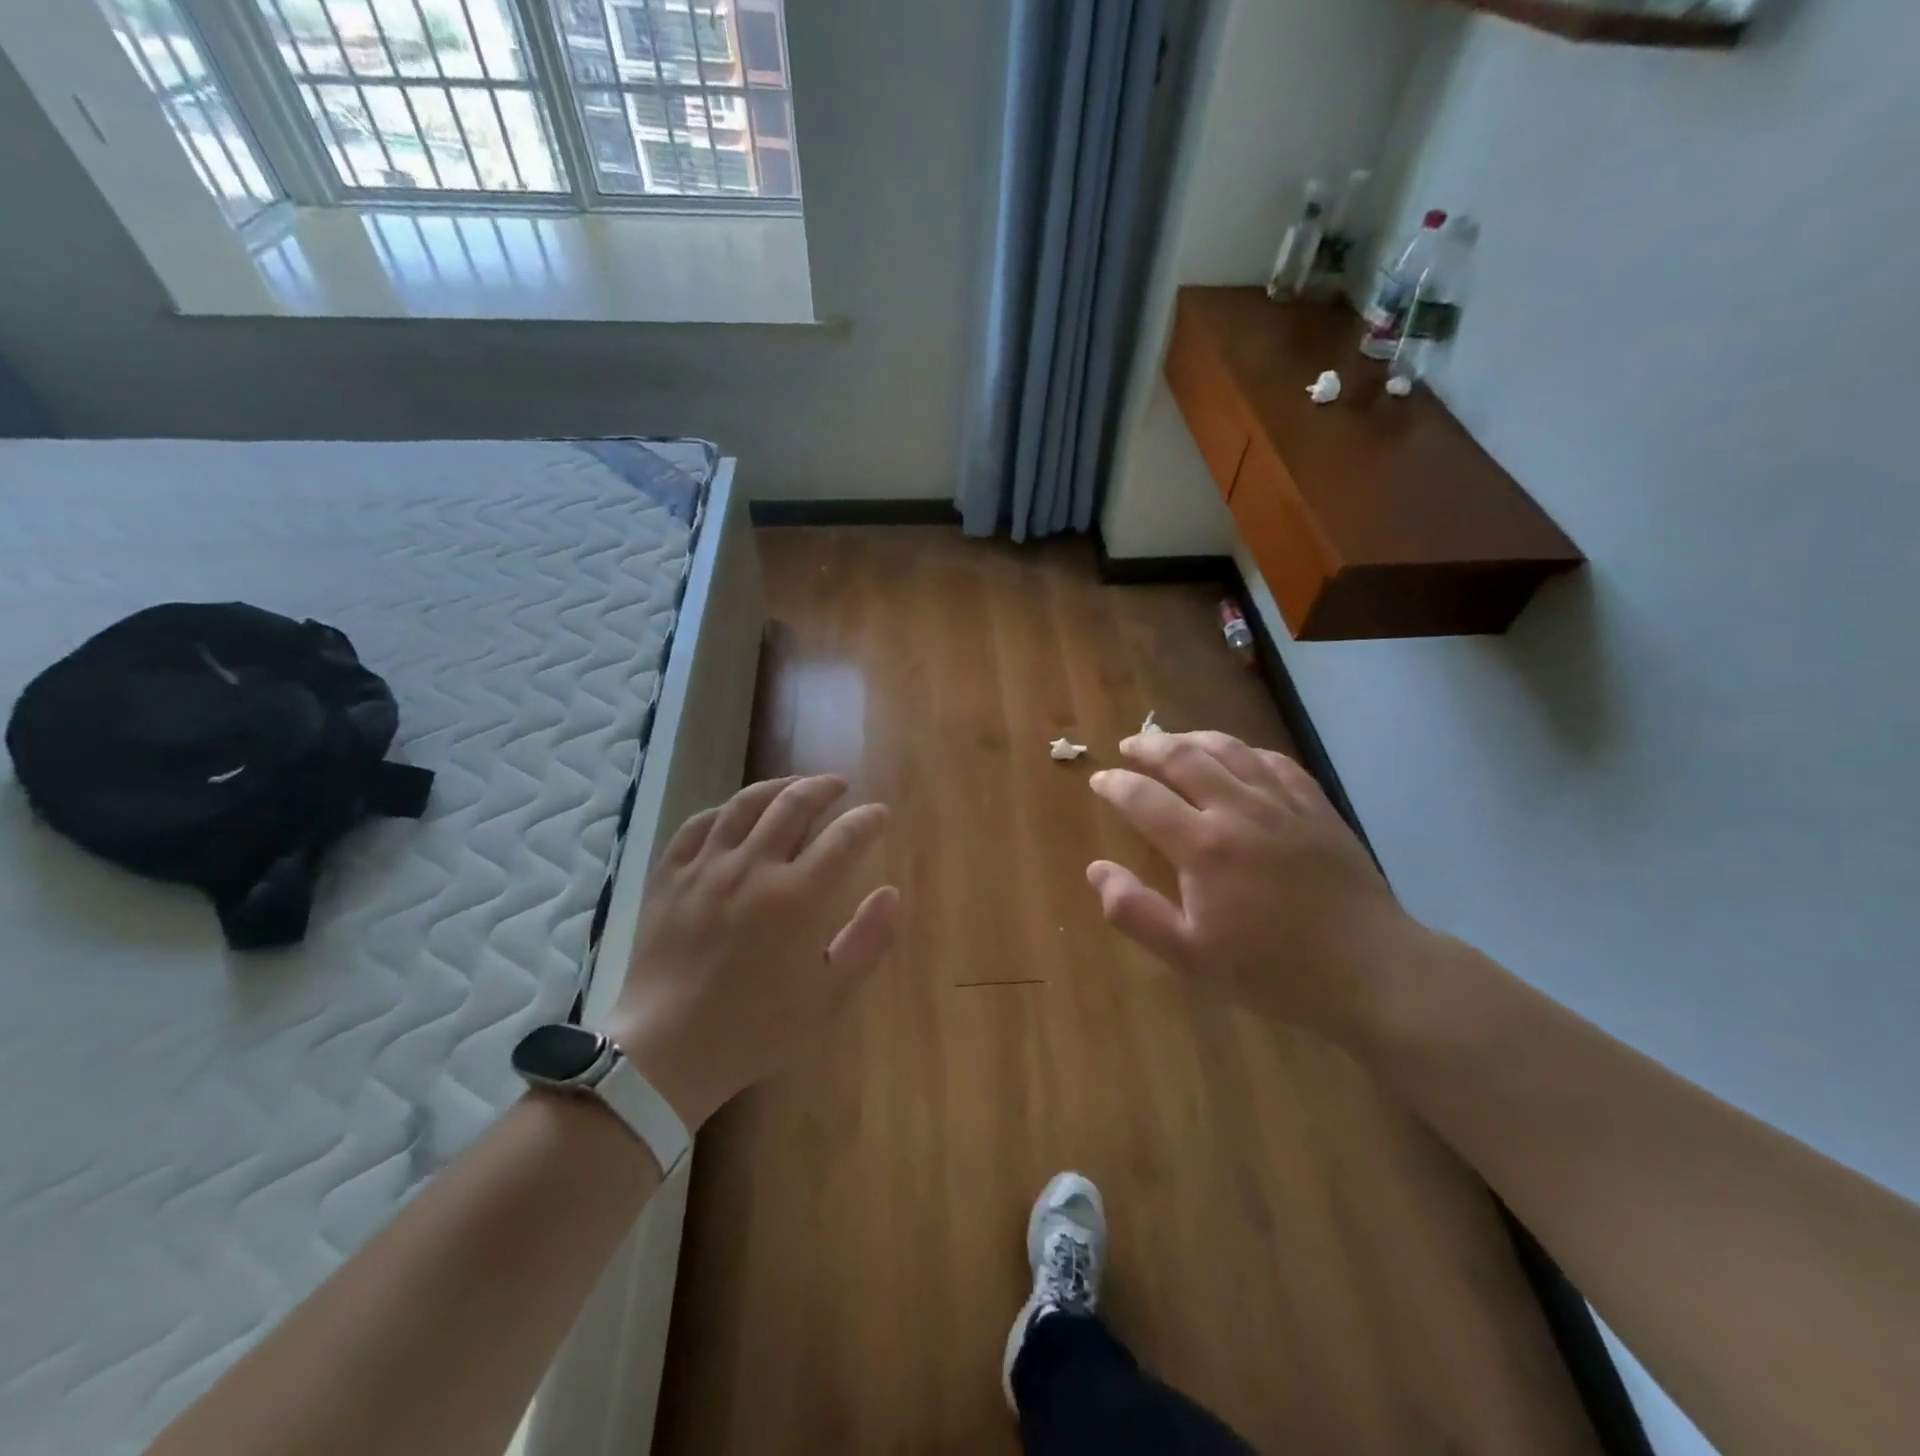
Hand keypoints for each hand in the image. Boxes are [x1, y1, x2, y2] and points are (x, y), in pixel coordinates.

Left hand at [608, 775, 898, 1129]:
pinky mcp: (670, 875)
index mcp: (797, 897)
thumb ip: (866, 940)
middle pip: (793, 803)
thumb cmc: (756, 1028)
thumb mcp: (829, 997)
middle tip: (839, 785)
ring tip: (794, 786)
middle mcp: (752, 867)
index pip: (843, 837)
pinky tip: (735, 813)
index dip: (867, 819)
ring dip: (777, 786)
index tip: (878, 813)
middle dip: (824, 787)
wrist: (667, 1051)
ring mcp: (706, 867)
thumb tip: (890, 892)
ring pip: (745, 804)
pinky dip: (724, 810)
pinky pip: (698, 825)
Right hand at [1087, 732, 1425, 1044]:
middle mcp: (1239, 810)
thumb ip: (1134, 911)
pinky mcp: (1317, 808)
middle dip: (1148, 746)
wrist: (1370, 972)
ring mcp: (1283, 804)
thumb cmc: (1272, 971)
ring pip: (1230, 749)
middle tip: (1128, 747)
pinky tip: (1238, 756)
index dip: (1114, 784)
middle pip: (1184, 758)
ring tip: (1172, 740)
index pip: (1143, 797)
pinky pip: (1275, 762)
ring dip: (1193, 738)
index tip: (1099, 780)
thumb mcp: (1189, 956)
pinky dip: (1246, 751)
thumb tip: (1095, 869)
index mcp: (1203, 846)